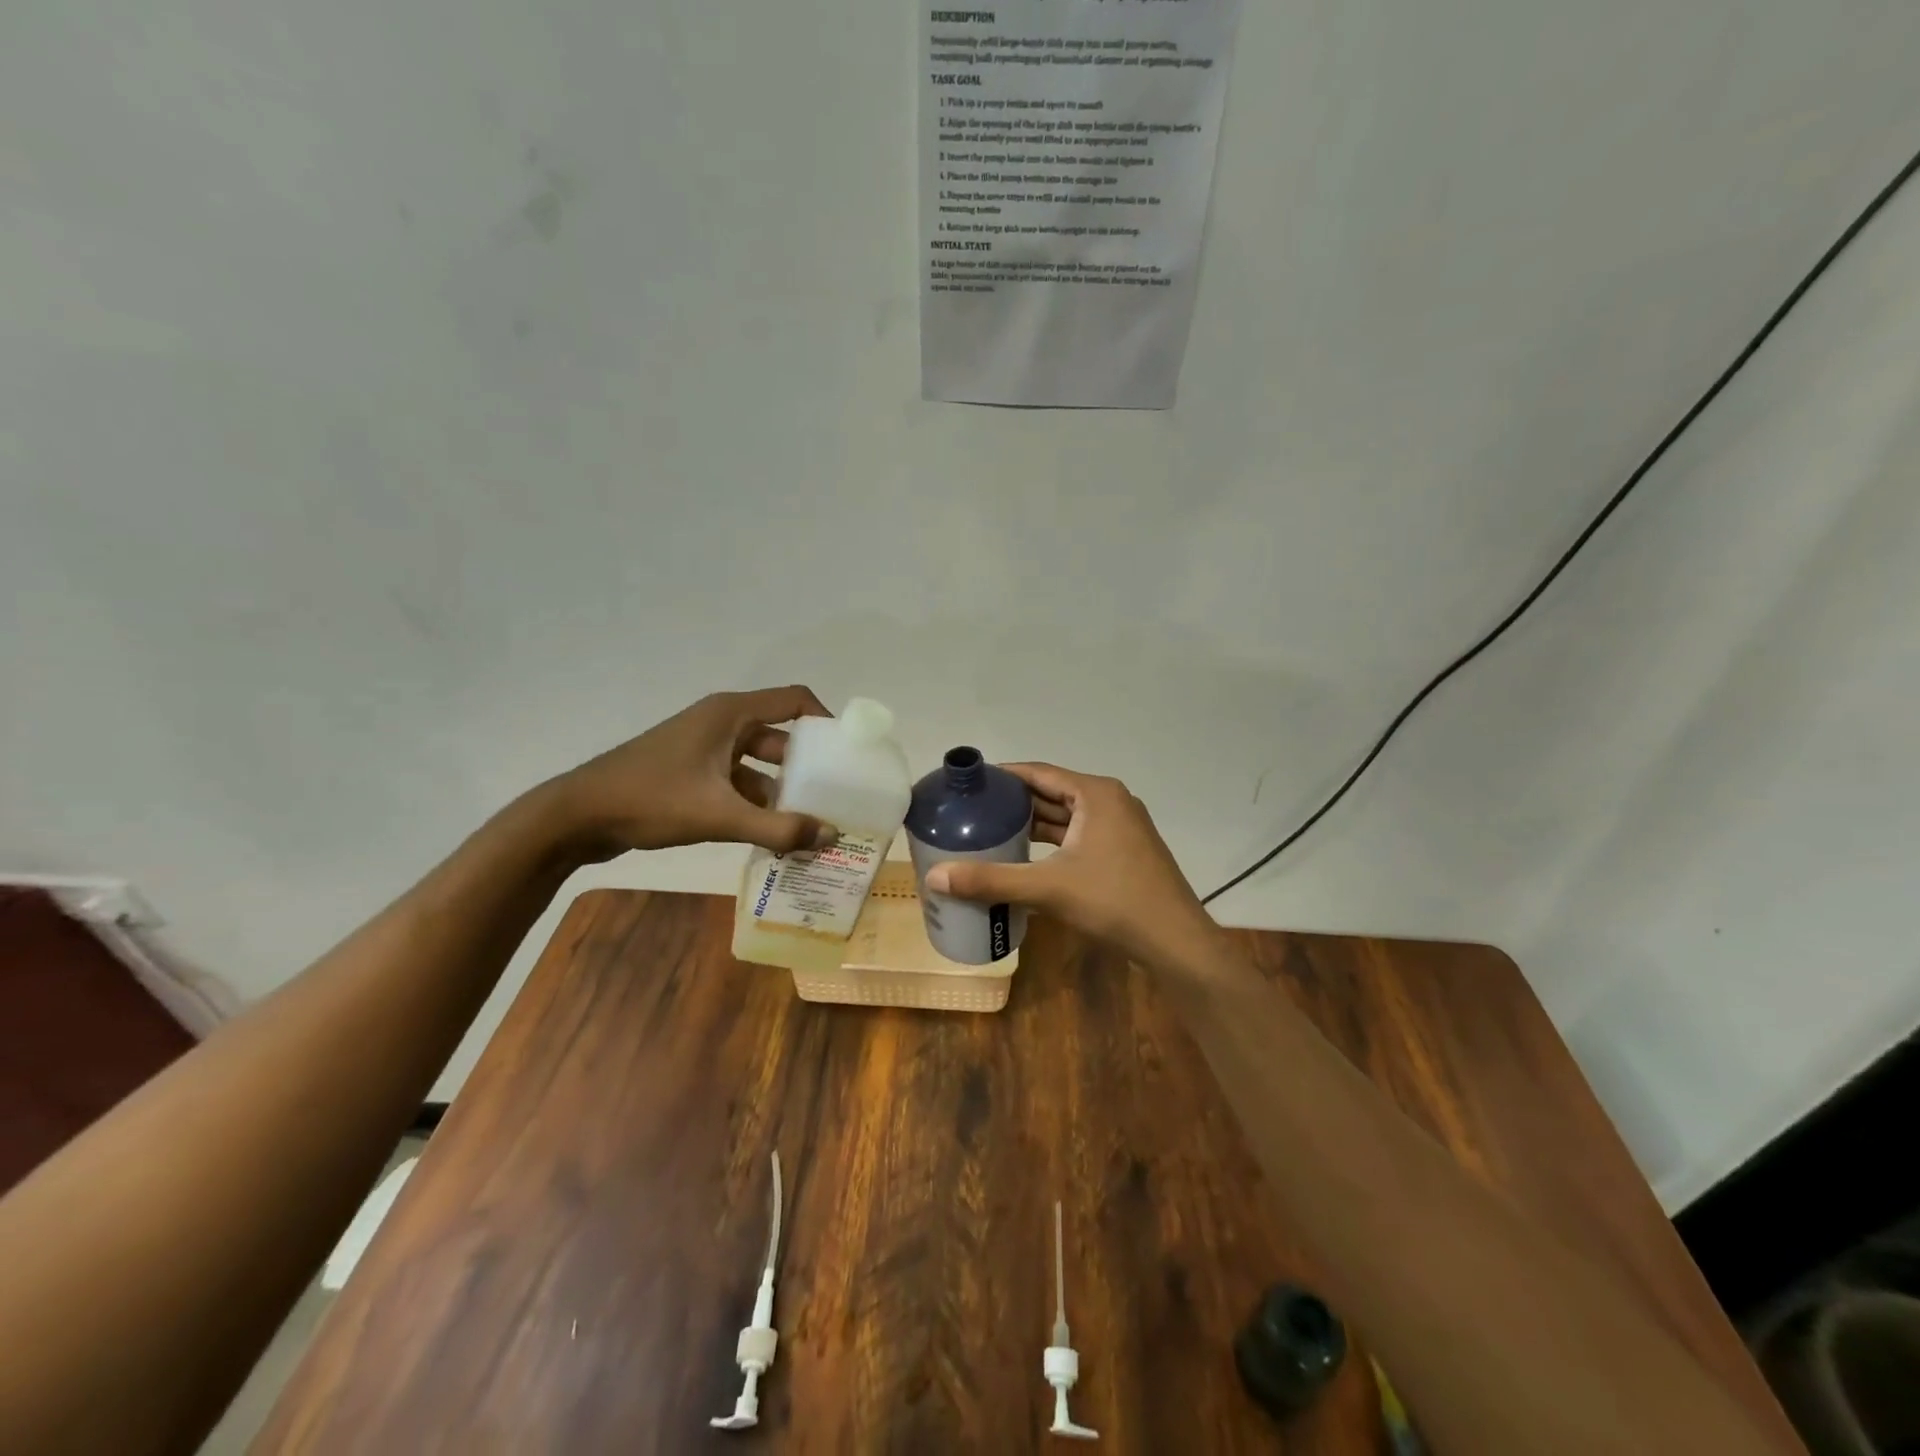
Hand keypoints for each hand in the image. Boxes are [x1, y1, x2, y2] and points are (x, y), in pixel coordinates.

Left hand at [549, 687, 838, 860]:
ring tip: (808, 822)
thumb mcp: (719, 815)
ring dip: (781, 790)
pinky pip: (737, 782)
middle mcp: (721, 723)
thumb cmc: (651, 799)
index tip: (848, 753)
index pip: (794, 700)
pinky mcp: (690, 773)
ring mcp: (703, 749)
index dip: (826, 720)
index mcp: (730, 714)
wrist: (577, 816)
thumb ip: (777, 827)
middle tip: (834, 795)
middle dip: (807, 766)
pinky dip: (755, 804)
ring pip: (758, 764)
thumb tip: (830, 836)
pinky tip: (769, 834)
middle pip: (780, 736)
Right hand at [923, 762, 1226, 971]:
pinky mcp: (1124, 850)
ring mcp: (1121, 826)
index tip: (970, 784)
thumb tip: (935, 877)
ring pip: (1066, 817)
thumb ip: (991, 880)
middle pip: (1052, 792)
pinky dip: (1052, 842)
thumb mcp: (1048, 888)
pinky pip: (1079, 835)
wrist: (1175, 942)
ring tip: (990, 830)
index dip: (1002, 776)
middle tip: (972, 810)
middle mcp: (1110, 801)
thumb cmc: (1114, 902)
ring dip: (1032, 823)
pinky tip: (1026, 855)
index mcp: (1095, 794)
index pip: (1039, 772)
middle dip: (1014, 802)